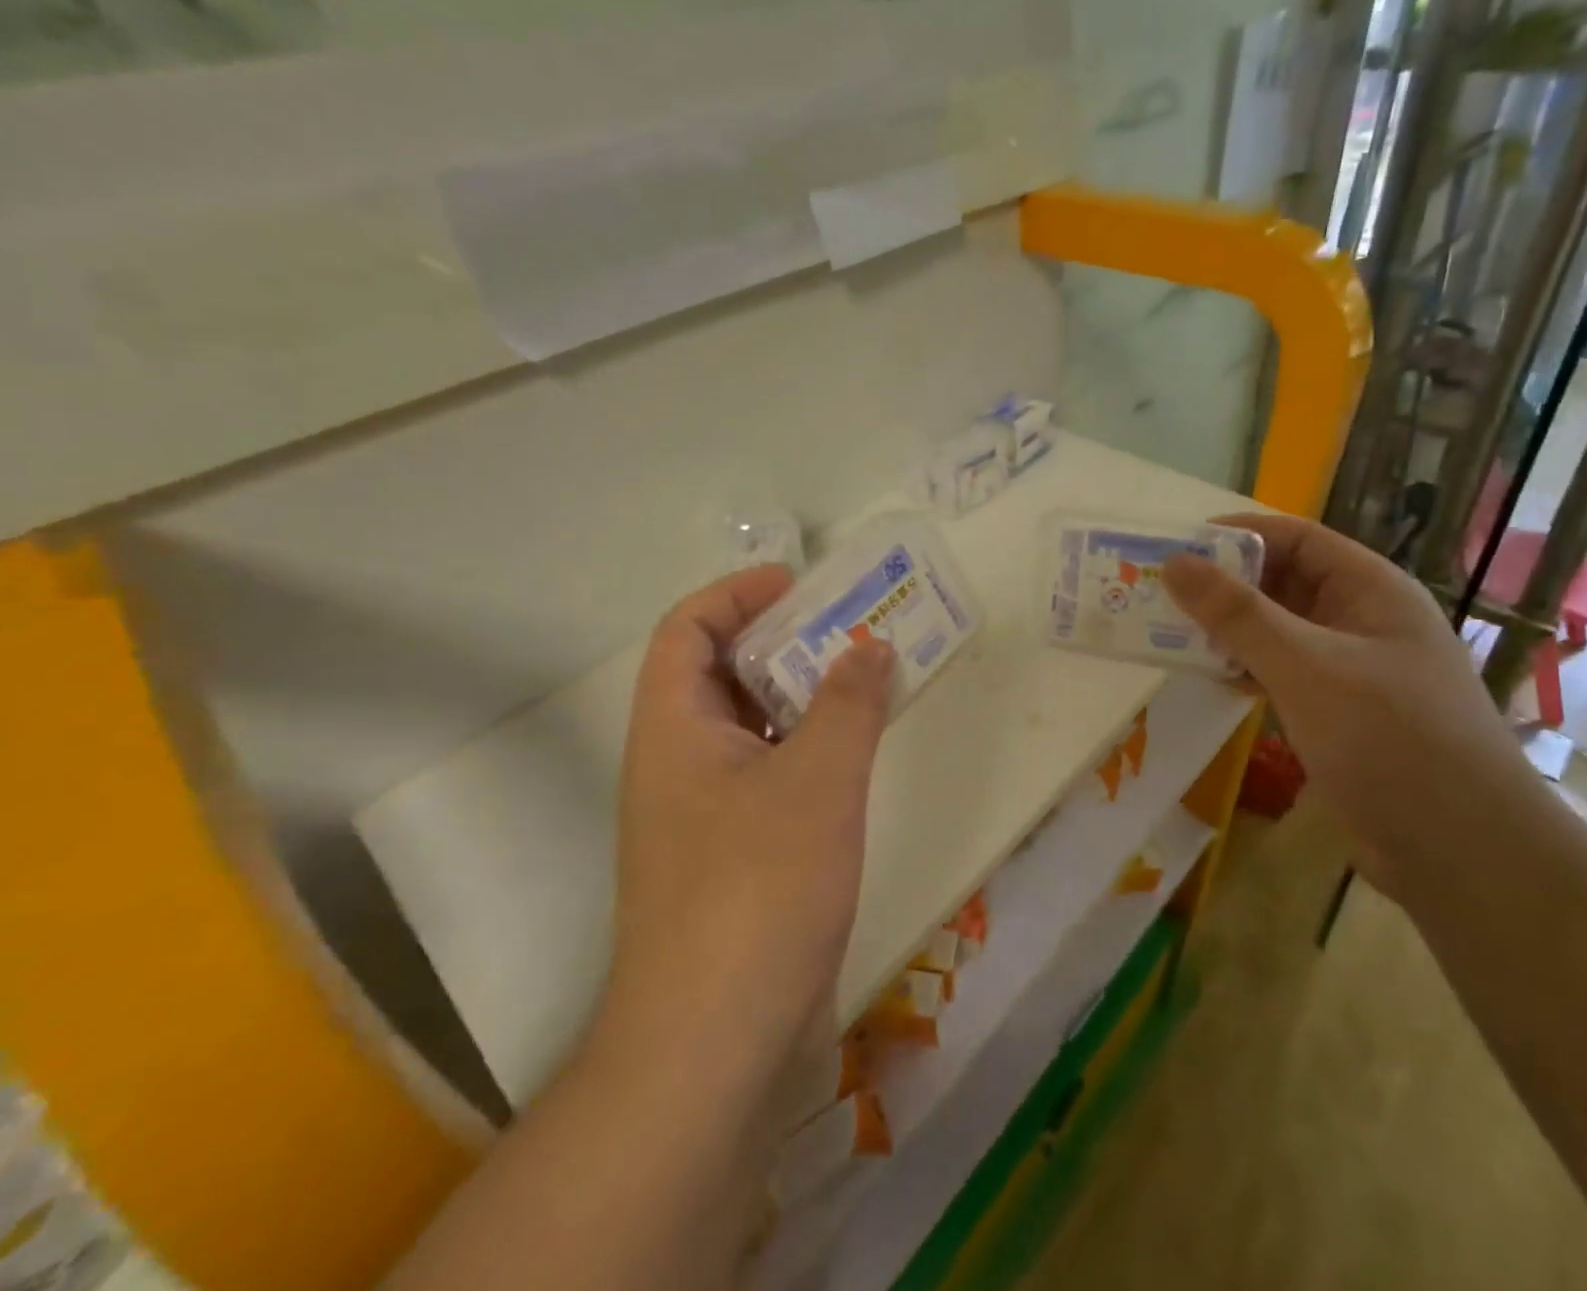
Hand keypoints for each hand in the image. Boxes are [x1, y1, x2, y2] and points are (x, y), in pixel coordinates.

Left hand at [595, 564, 894, 1070]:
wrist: (715, 1043)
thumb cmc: (758, 888)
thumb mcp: (817, 779)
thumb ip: (848, 703)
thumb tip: (870, 647)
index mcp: (673, 729)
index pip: (688, 630)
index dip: (737, 594)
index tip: (800, 586)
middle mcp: (677, 763)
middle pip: (719, 674)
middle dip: (781, 641)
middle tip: (848, 629)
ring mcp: (703, 815)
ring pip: (749, 728)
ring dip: (800, 697)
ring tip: (864, 680)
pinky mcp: (733, 857)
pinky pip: (768, 775)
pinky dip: (807, 750)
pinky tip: (855, 755)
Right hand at [1165, 513, 1535, 900]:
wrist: (1463, 853)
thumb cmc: (1390, 739)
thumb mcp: (1306, 665)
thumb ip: (1237, 614)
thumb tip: (1175, 563)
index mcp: (1370, 590)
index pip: (1296, 539)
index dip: (1236, 535)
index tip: (1174, 546)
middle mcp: (1360, 620)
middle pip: (1282, 582)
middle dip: (1222, 584)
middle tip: (1156, 591)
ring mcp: (1349, 669)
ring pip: (1275, 630)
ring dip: (1226, 629)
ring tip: (1163, 629)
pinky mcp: (1335, 712)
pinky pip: (1278, 672)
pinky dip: (1241, 668)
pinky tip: (1202, 674)